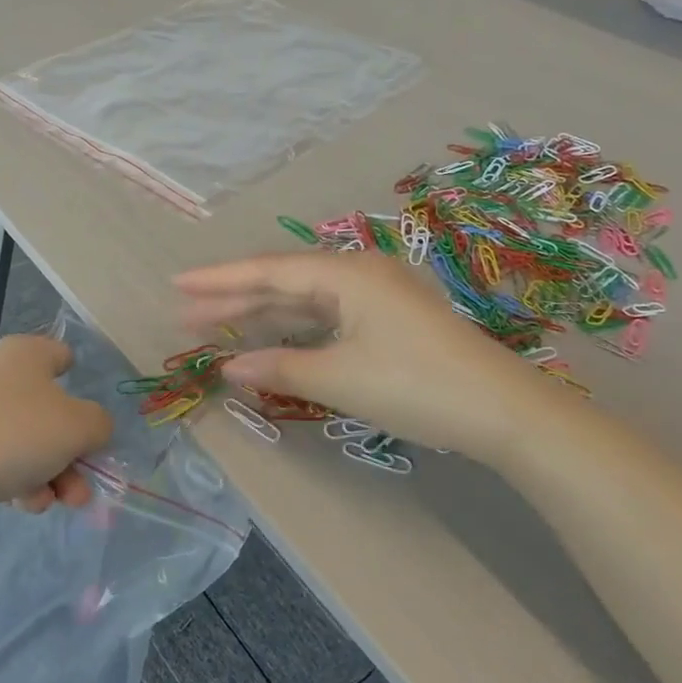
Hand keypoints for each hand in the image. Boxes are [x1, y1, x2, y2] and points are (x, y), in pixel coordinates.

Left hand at [0, 334, 112, 522]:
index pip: (63, 356)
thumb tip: (92, 429)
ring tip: (60, 501)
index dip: (83, 384)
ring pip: (29, 442)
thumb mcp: (77, 426)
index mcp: (28, 354)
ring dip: (52, 474)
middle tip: (85, 481)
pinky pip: (2, 463)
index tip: (93, 419)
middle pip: (52, 410)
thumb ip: (100, 425)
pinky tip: (24, 503)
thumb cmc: (11, 434)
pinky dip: (19, 483)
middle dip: (73, 450)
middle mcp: (1, 376)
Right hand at [175, 250, 561, 458]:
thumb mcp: (340, 378)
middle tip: (186, 312)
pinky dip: (294, 328)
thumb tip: (227, 367)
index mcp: (345, 274)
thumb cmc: (416, 386)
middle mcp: (358, 273)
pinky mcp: (387, 319)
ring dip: (262, 314)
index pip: (268, 272)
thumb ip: (278, 367)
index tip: (177, 285)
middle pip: (283, 282)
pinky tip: (271, 338)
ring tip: (215, 325)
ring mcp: (375, 295)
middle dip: (234, 298)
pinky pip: (326, 315)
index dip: (219, 280)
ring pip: (304, 299)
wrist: (504, 410)